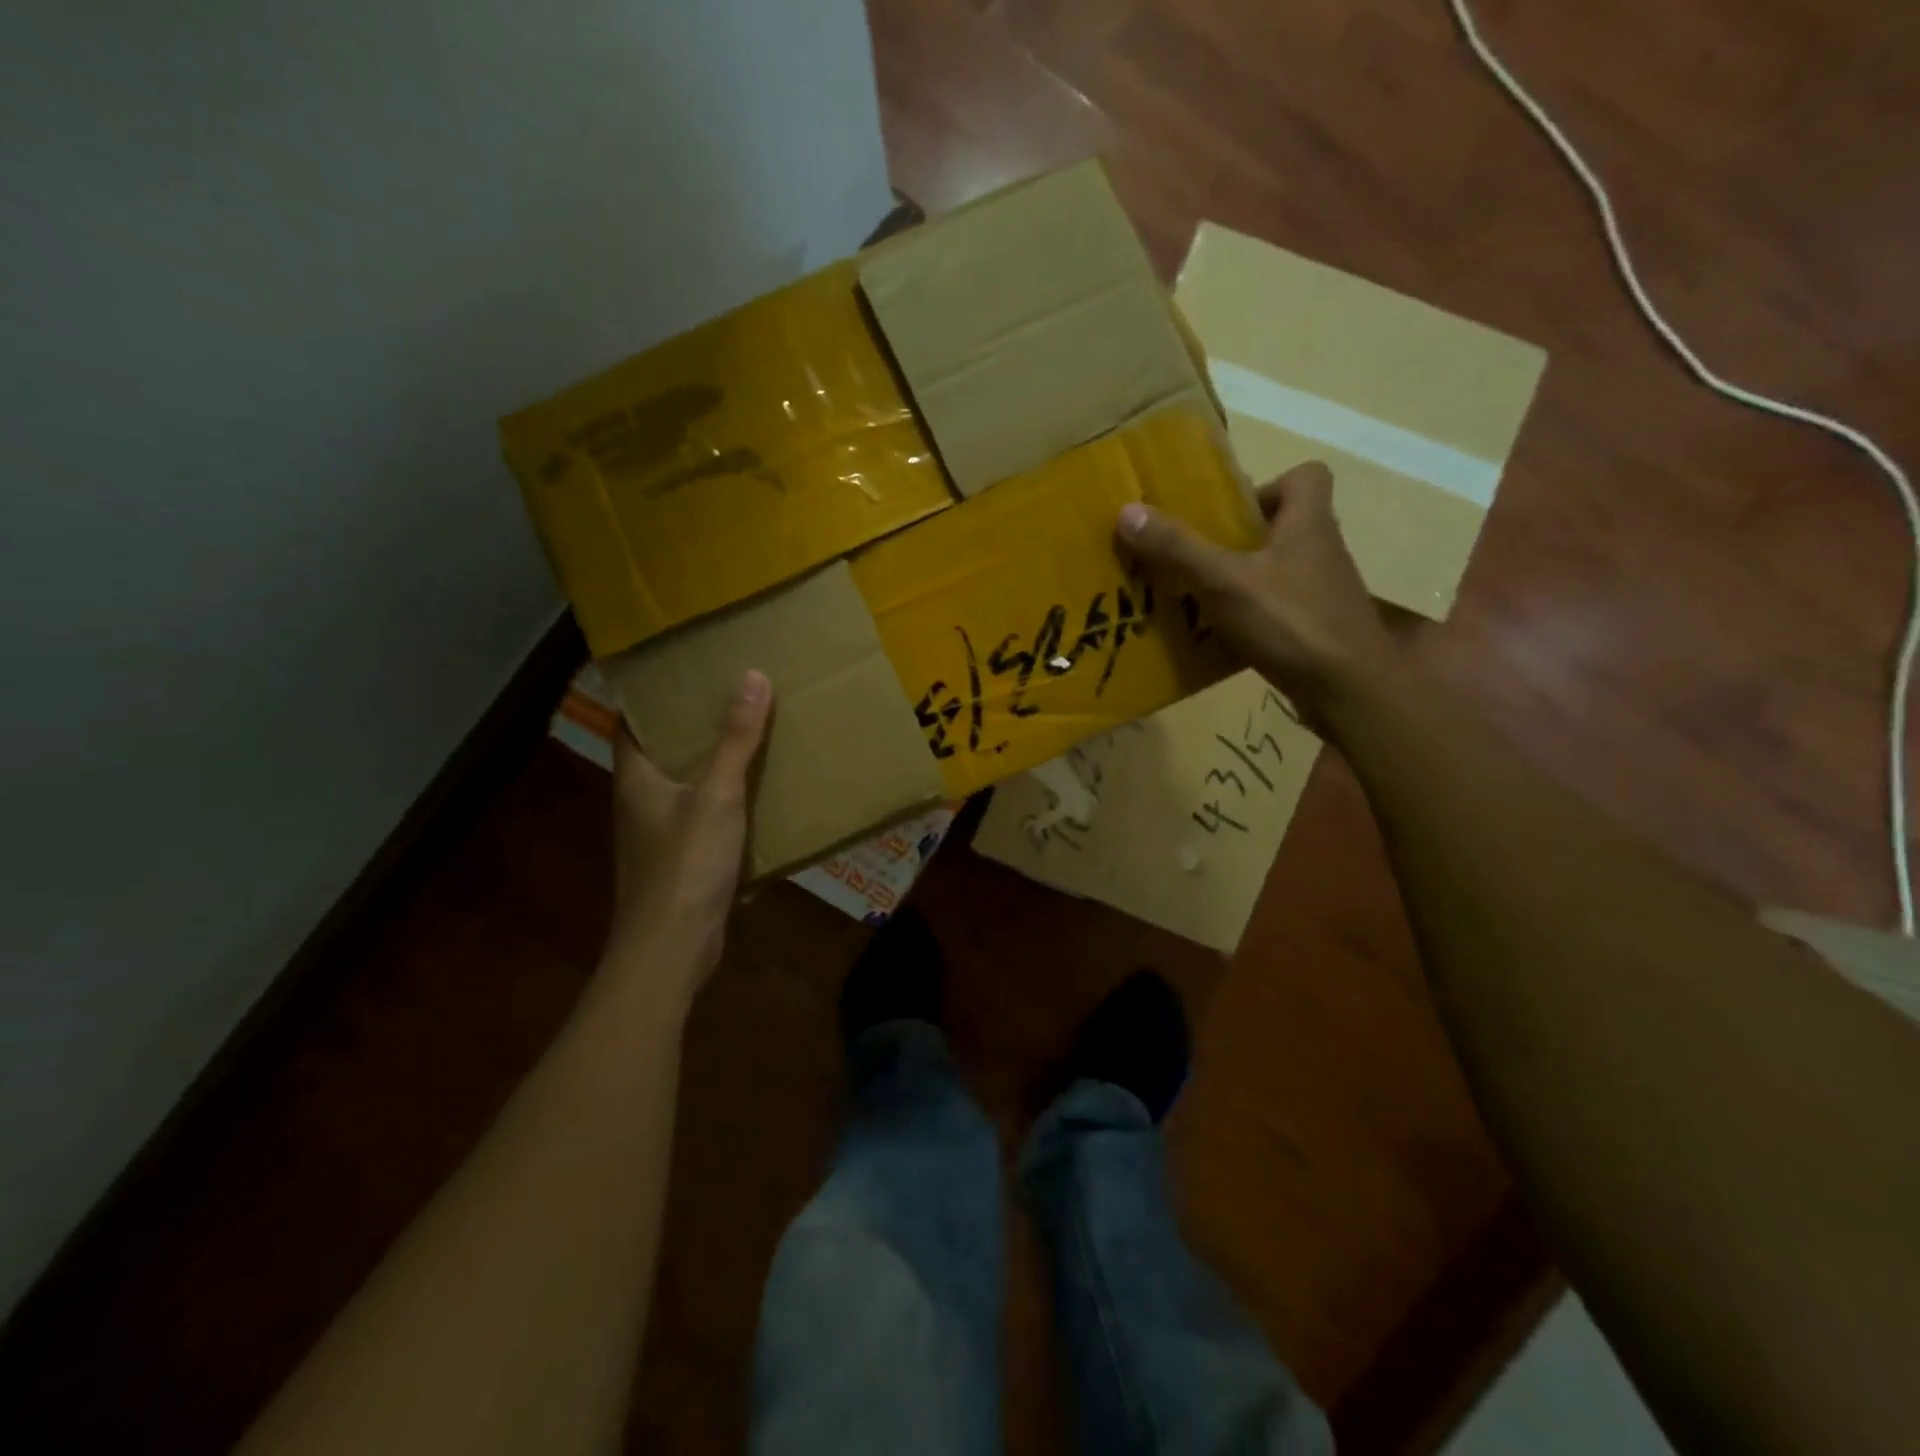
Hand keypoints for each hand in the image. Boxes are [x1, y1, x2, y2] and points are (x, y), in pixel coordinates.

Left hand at [605, 670, 772, 986]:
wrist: (673, 946)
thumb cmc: (685, 863)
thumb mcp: (716, 794)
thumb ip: (735, 740)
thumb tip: (752, 676)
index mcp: (635, 780)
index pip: (630, 724)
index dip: (650, 698)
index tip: (683, 673)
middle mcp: (640, 803)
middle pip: (661, 754)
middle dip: (692, 728)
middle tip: (731, 697)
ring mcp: (659, 836)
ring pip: (685, 788)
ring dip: (712, 767)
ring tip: (751, 737)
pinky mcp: (682, 863)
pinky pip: (704, 820)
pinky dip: (726, 805)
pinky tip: (758, 797)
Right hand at [1116, 461, 1397, 714]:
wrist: (1347, 691)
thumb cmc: (1291, 622)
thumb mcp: (1223, 582)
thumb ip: (1178, 548)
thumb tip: (1127, 511)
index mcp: (1308, 524)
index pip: (1307, 477)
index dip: (1268, 485)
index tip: (1230, 512)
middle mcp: (1321, 552)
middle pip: (1285, 526)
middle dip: (1241, 538)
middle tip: (1198, 557)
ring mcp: (1323, 594)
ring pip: (1279, 571)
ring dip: (1242, 580)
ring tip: (1198, 597)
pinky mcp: (1318, 631)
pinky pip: (1279, 611)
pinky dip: (1251, 618)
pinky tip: (1220, 637)